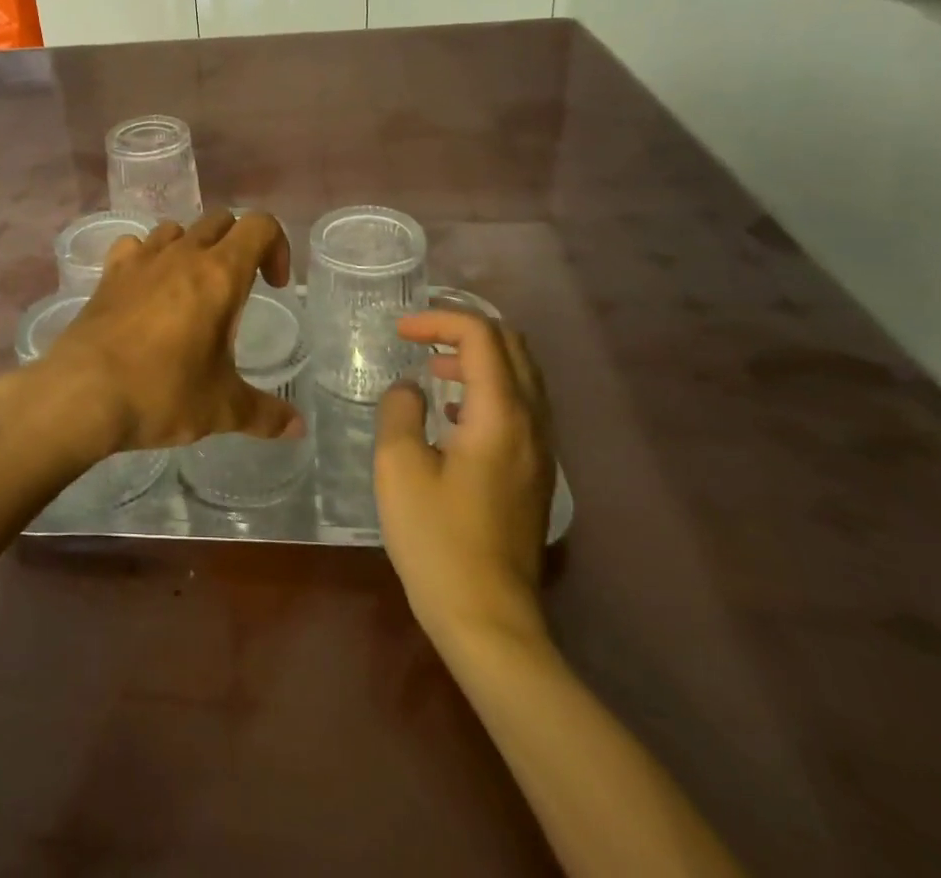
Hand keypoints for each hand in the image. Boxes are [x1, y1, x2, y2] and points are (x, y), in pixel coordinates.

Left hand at [0, 212, 303, 465]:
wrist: (82, 394)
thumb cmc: (162, 393)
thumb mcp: (222, 408)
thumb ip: (265, 414)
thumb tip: (298, 429)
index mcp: (220, 274)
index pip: (260, 225)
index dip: (277, 246)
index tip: (274, 287)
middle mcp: (182, 254)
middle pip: (221, 221)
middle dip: (238, 246)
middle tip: (238, 291)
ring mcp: (141, 259)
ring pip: (177, 228)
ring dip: (193, 247)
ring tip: (192, 289)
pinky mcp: (110, 273)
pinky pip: (135, 246)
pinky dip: (148, 257)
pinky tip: (146, 290)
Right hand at [374, 309, 553, 649]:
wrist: (489, 620)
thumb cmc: (438, 541)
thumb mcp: (399, 467)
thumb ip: (400, 411)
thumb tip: (410, 389)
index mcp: (500, 414)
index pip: (481, 336)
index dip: (438, 320)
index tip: (399, 332)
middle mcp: (532, 423)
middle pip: (512, 346)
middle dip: (463, 330)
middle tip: (420, 339)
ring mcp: (541, 450)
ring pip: (521, 376)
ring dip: (478, 359)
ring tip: (433, 371)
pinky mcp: (537, 473)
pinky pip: (521, 406)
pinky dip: (488, 389)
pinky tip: (452, 416)